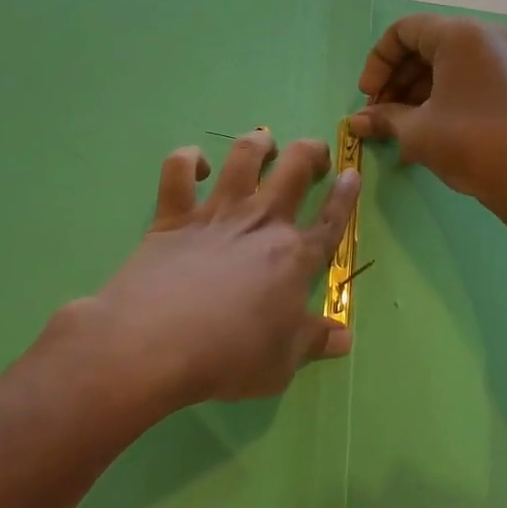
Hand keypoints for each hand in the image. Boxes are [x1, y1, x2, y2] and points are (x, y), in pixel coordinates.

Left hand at [46, 129, 361, 410]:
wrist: (154, 343)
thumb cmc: (227, 358)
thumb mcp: (281, 364)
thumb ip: (313, 342)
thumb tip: (345, 338)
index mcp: (294, 257)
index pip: (330, 220)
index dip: (345, 195)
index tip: (352, 172)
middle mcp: (261, 223)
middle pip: (294, 169)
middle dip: (311, 152)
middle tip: (314, 154)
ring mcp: (216, 213)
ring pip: (244, 156)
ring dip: (258, 143)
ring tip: (264, 144)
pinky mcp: (173, 215)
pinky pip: (178, 171)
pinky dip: (186, 160)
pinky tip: (195, 166)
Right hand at [349, 14, 506, 219]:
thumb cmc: (471, 144)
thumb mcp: (418, 131)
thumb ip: (384, 118)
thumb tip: (355, 122)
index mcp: (460, 35)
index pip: (404, 31)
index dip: (378, 62)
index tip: (368, 97)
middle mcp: (484, 37)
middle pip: (424, 46)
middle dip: (395, 80)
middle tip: (379, 115)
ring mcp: (503, 59)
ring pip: (445, 65)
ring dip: (414, 92)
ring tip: (398, 129)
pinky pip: (465, 78)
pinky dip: (440, 97)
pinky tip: (424, 131)